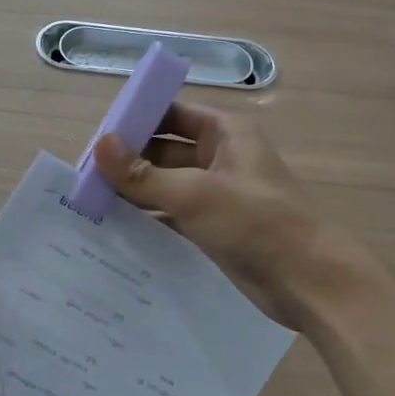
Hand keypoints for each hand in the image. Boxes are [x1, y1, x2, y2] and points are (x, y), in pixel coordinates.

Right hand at [94, 103, 328, 328]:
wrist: (309, 282)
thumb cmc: (256, 222)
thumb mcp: (193, 194)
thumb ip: (142, 174)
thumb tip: (99, 145)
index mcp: (224, 133)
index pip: (170, 113)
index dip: (135, 120)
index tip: (97, 138)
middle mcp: (219, 156)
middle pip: (163, 149)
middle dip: (128, 160)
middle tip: (84, 175)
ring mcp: (217, 194)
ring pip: (165, 183)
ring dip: (134, 191)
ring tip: (90, 201)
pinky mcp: (214, 226)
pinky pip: (172, 213)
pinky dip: (148, 217)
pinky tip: (115, 227)